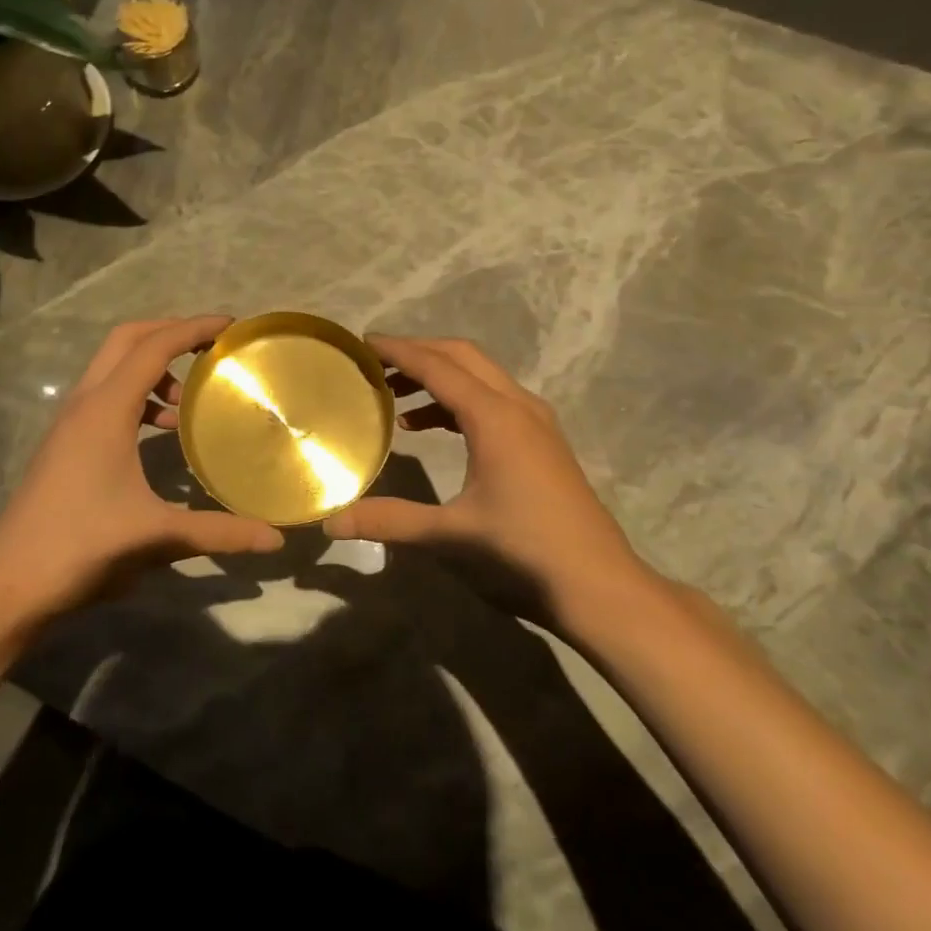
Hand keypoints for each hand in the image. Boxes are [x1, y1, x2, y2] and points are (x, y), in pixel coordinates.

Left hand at [0, 316, 282, 630]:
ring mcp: (70, 422)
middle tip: (211, 347)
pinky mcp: (66, 443)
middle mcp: (85, 404)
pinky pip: (106, 397)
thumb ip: (219, 532)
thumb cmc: (82, 547)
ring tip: (188, 400)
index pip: (154, 347)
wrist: (9, 583)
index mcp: (106, 410)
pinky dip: (137, 396)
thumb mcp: (157, 536)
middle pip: (127, 341)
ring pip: (113, 368)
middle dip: (170, 333)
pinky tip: (160, 431)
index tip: (231, 326)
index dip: (193, 329)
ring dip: (152, 368)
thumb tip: (275, 541)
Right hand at [323, 335, 644, 605]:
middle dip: (419, 353)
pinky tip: (434, 429)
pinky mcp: (544, 443)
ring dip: (440, 377)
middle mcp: (518, 407)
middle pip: (463, 358)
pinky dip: (460, 402)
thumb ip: (389, 521)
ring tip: (396, 397)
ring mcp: (537, 424)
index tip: (364, 342)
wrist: (600, 587)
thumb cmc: (522, 553)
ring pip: (483, 377)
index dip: (399, 350)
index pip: (438, 367)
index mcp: (495, 417)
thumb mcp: (449, 535)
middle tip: (377, 363)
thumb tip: (330, 523)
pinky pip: (496, 401)